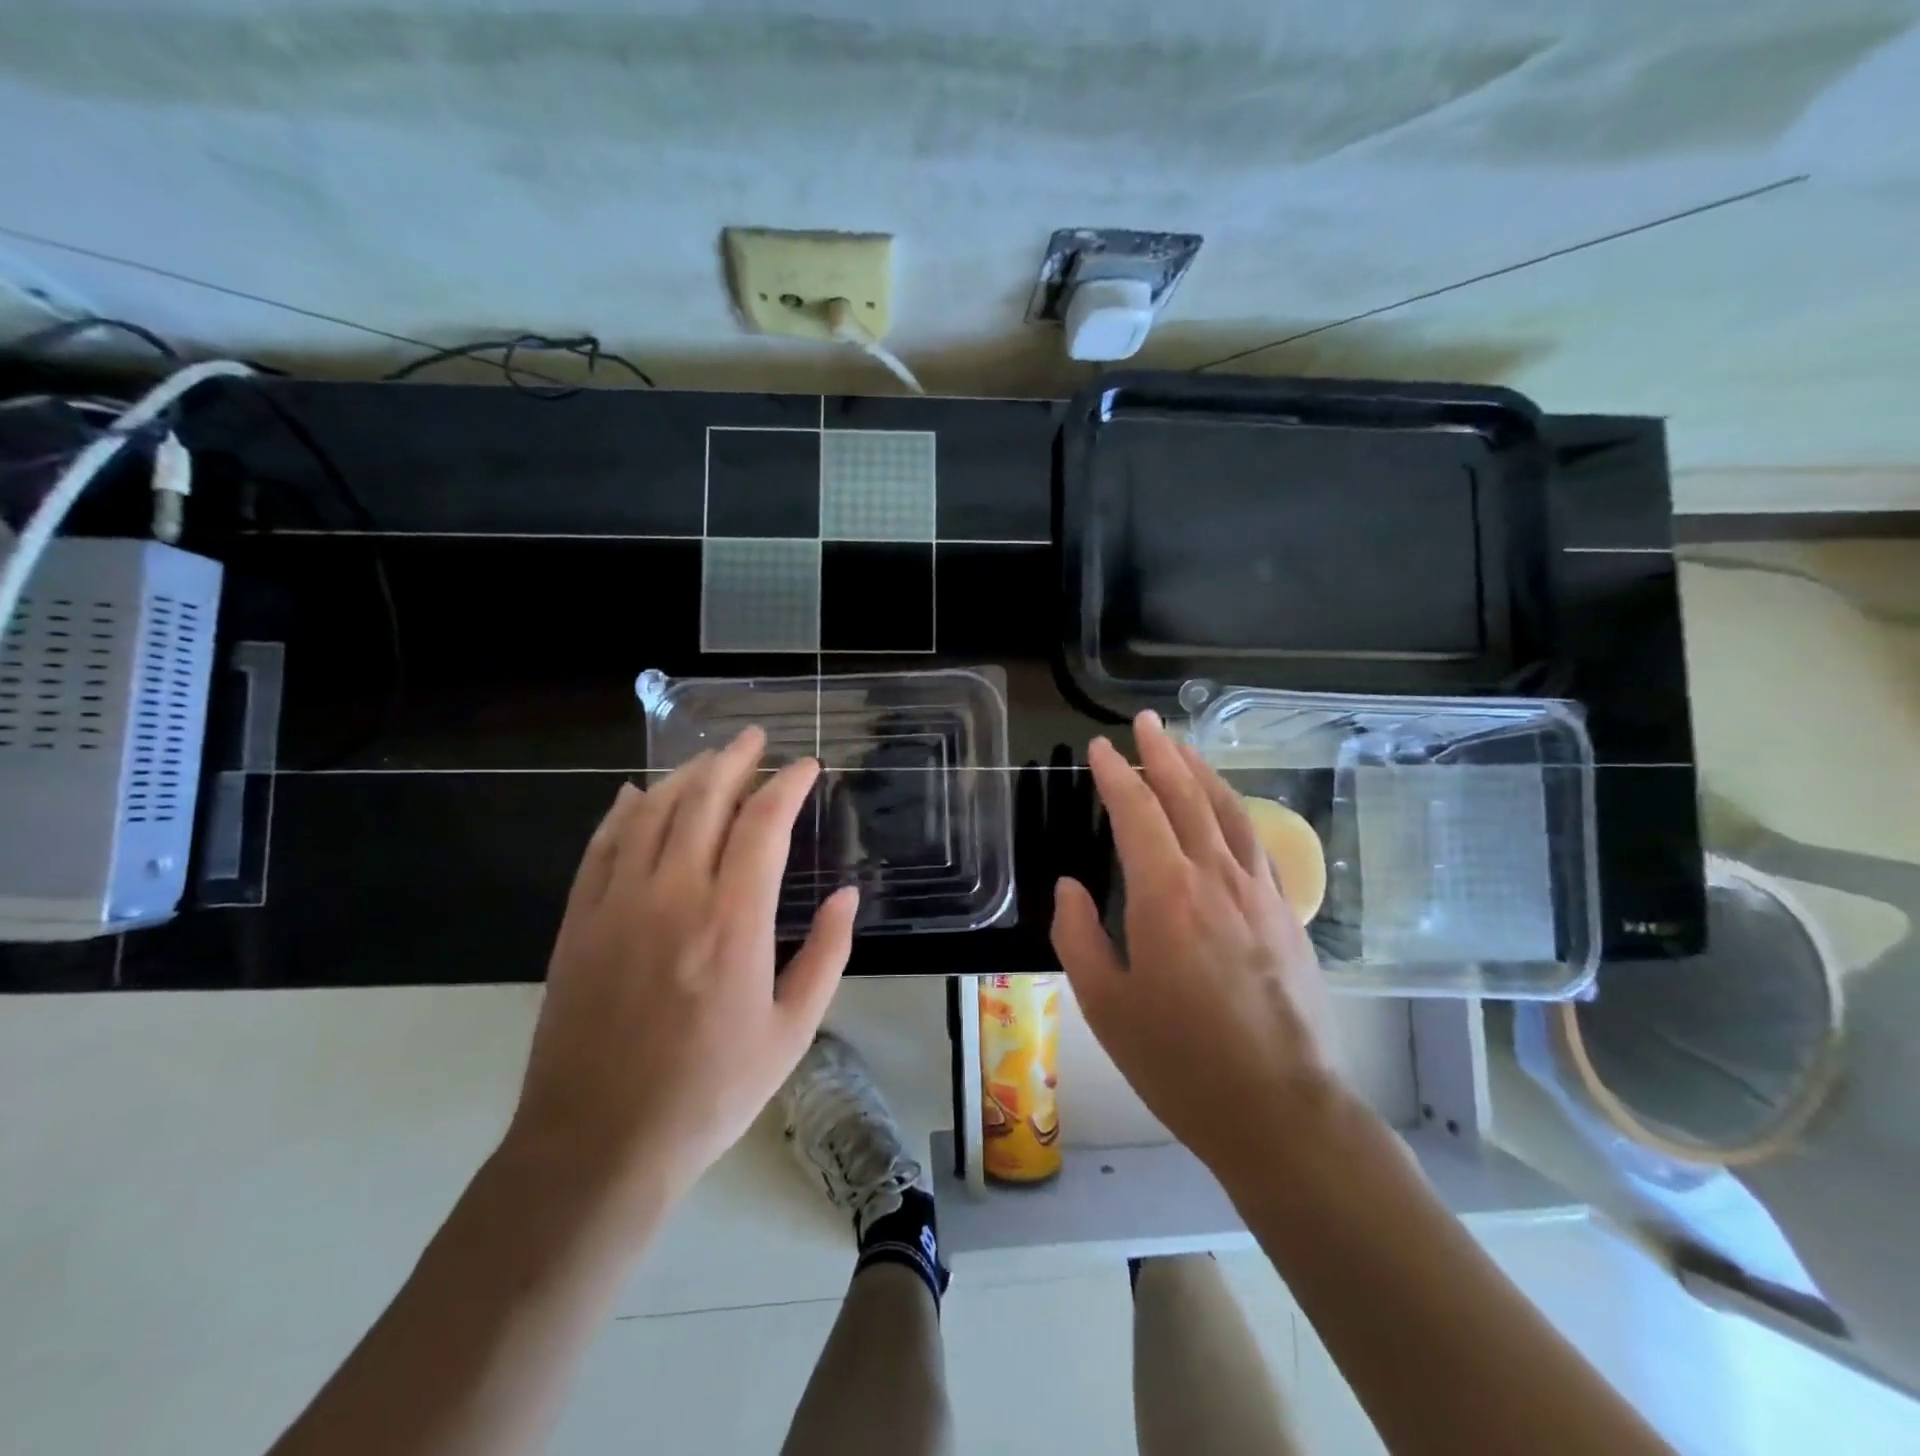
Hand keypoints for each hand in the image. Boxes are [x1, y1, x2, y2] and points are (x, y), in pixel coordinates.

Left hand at [508, 728, 857, 1207]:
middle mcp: (673, 896)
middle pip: (704, 800)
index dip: (788, 784)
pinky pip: (601, 846)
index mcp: (733, 922)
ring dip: (685, 776)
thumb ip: (827, 954)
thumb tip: (848, 894)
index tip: (806, 767)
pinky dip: (623, 811)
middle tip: (756, 739)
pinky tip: (638, 794)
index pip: (763, 824)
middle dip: (735, 760)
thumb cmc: (710, 1092)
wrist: (598, 1144)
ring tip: (710, 759)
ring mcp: (617, 904)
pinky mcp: (578, 922)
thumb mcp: (792, 1032)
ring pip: (652, 812)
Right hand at [1050, 711, 1335, 1171]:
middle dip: (1163, 754)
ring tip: (1182, 747)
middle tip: (1146, 722)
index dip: (1115, 774)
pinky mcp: (1286, 915)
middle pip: (1188, 796)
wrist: (1280, 1110)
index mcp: (1166, 895)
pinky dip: (1235, 812)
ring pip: (1228, 812)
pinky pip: (1257, 843)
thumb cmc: (1179, 1061)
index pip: (1137, 812)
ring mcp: (1259, 893)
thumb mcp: (1105, 1005)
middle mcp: (1216, 878)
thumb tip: (1071, 887)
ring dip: (1202, 773)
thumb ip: (1079, 936)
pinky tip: (1227, 811)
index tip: (1099, 748)